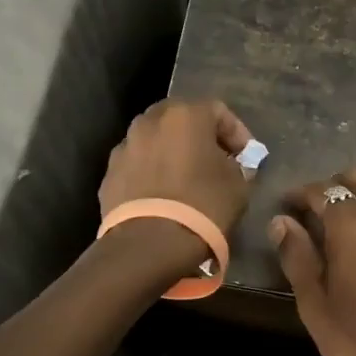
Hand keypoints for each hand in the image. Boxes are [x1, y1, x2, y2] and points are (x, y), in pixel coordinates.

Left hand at [99, 99, 255, 275]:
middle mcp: (150, 121)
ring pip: (155, 141)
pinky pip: (138, 165)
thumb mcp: (238, 185)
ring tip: (186, 179)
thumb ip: (238, 167)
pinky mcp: (109, 173)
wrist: (149, 244)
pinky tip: (162, 196)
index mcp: (185, 114)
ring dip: (172, 153)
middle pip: (181, 119)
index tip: (245, 157)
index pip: (218, 111)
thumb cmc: (203, 205)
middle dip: (200, 137)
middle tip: (215, 161)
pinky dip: (151, 173)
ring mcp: (125, 146)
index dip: (236, 133)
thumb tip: (232, 166)